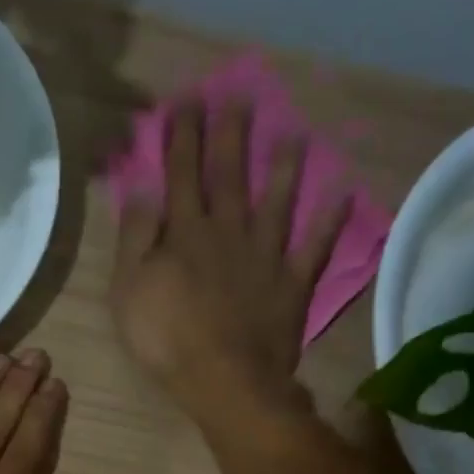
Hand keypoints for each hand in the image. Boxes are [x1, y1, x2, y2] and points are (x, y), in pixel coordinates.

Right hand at [110, 100, 348, 428]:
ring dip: (284, 166)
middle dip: (230, 134)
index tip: (186, 100)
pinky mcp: (293, 284)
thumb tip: (141, 190)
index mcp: (185, 234)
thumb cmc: (166, 339)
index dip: (183, 137)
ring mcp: (266, 256)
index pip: (181, 175)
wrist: (225, 380)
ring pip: (277, 202)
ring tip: (293, 132)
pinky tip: (345, 193)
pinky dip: (330, 221)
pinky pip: (315, 247)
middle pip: (229, 176)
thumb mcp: (129, 290)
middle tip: (237, 93)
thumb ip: (135, 238)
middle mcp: (229, 232)